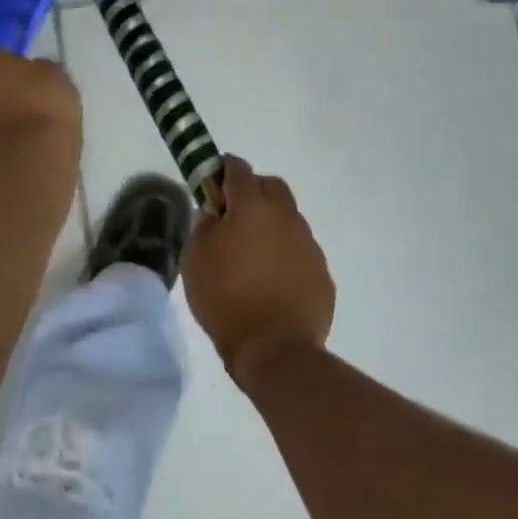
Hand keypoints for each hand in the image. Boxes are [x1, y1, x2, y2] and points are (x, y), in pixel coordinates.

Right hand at [182, 157, 334, 382]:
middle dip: (253, 191)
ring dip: (271, 224)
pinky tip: (273, 280)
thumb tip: (213, 213)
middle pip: (271, 186)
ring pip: (289, 218)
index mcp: (252, 207)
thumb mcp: (195, 260)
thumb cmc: (226, 299)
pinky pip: (301, 250)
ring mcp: (308, 243)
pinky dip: (286, 254)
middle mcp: (286, 216)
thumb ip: (203, 226)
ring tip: (253, 255)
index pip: (238, 169)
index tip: (212, 184)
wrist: (275, 348)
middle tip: (234, 216)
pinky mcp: (322, 271)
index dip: (223, 170)